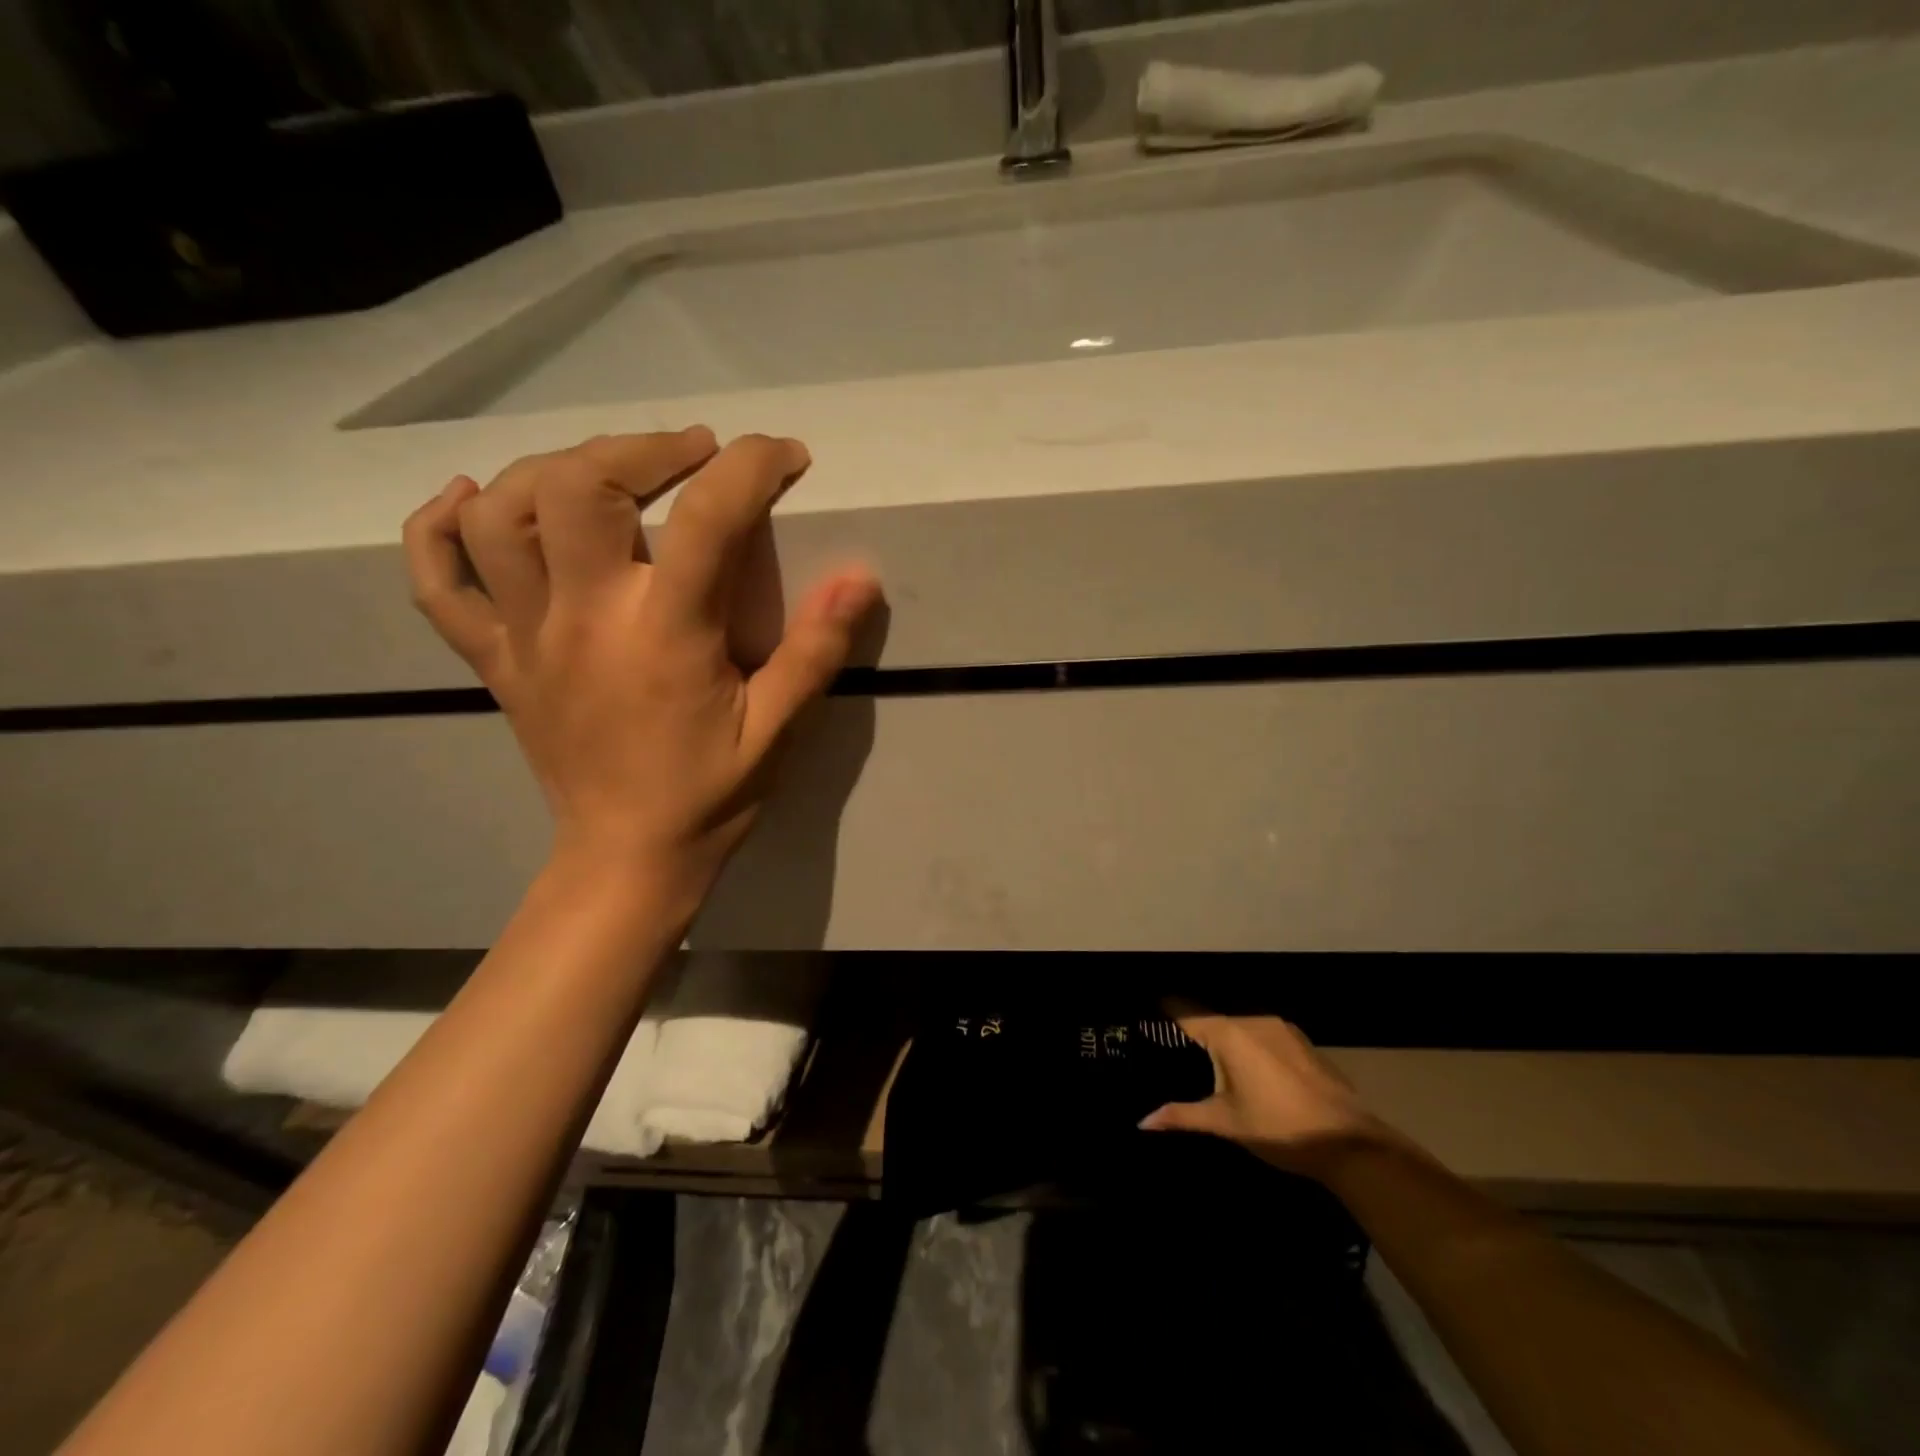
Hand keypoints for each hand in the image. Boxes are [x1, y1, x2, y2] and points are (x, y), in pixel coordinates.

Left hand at [402, 427, 880, 906]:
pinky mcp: (494, 660)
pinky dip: (438, 527)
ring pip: (500, 515)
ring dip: (550, 469)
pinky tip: (468, 497)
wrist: (626, 858)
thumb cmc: (710, 796)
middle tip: (691, 454)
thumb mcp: (776, 730)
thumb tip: (861, 577)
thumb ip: (815, 651)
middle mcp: (584, 619)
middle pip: (577, 486)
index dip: (752, 468)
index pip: (706, 518)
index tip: (784, 457)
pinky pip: (437, 581)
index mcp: (664, 635)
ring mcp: (525, 637)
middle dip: (641, 447)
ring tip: (605, 472)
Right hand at [1140, 1004, 1383, 1177]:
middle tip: (1173, 1042)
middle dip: (1194, 1026)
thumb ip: (1182, 1115)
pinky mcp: (1300, 1040)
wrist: (1349, 1143)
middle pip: (1213, 1016)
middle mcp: (1252, 1019)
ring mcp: (1280, 1027)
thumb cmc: (1278, 1128)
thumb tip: (1142, 1121)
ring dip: (1224, 1035)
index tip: (1147, 1010)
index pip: (1186, 1012)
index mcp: (1229, 1033)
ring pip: (1239, 1023)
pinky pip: (1262, 1032)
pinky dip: (1248, 1042)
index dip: (1165, 1009)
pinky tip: (1247, 1064)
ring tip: (1206, 1053)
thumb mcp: (1225, 1122)